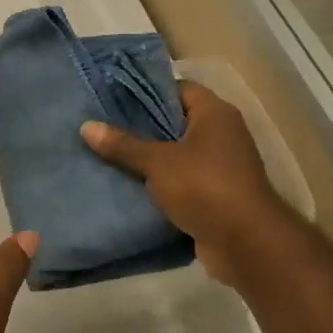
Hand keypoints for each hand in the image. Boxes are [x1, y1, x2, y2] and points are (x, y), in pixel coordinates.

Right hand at [82, 81, 288, 284]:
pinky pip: (181, 180)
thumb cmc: (205, 187)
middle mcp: (221, 134)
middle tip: (103, 127)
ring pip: (176, 154)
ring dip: (149, 158)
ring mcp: (221, 165)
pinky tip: (128, 185)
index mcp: (214, 113)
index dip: (146, 92)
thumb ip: (124, 145)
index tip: (113, 98)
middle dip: (141, 127)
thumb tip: (86, 126)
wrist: (245, 243)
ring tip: (108, 154)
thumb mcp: (158, 162)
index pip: (178, 88)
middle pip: (175, 121)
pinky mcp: (215, 194)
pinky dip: (160, 183)